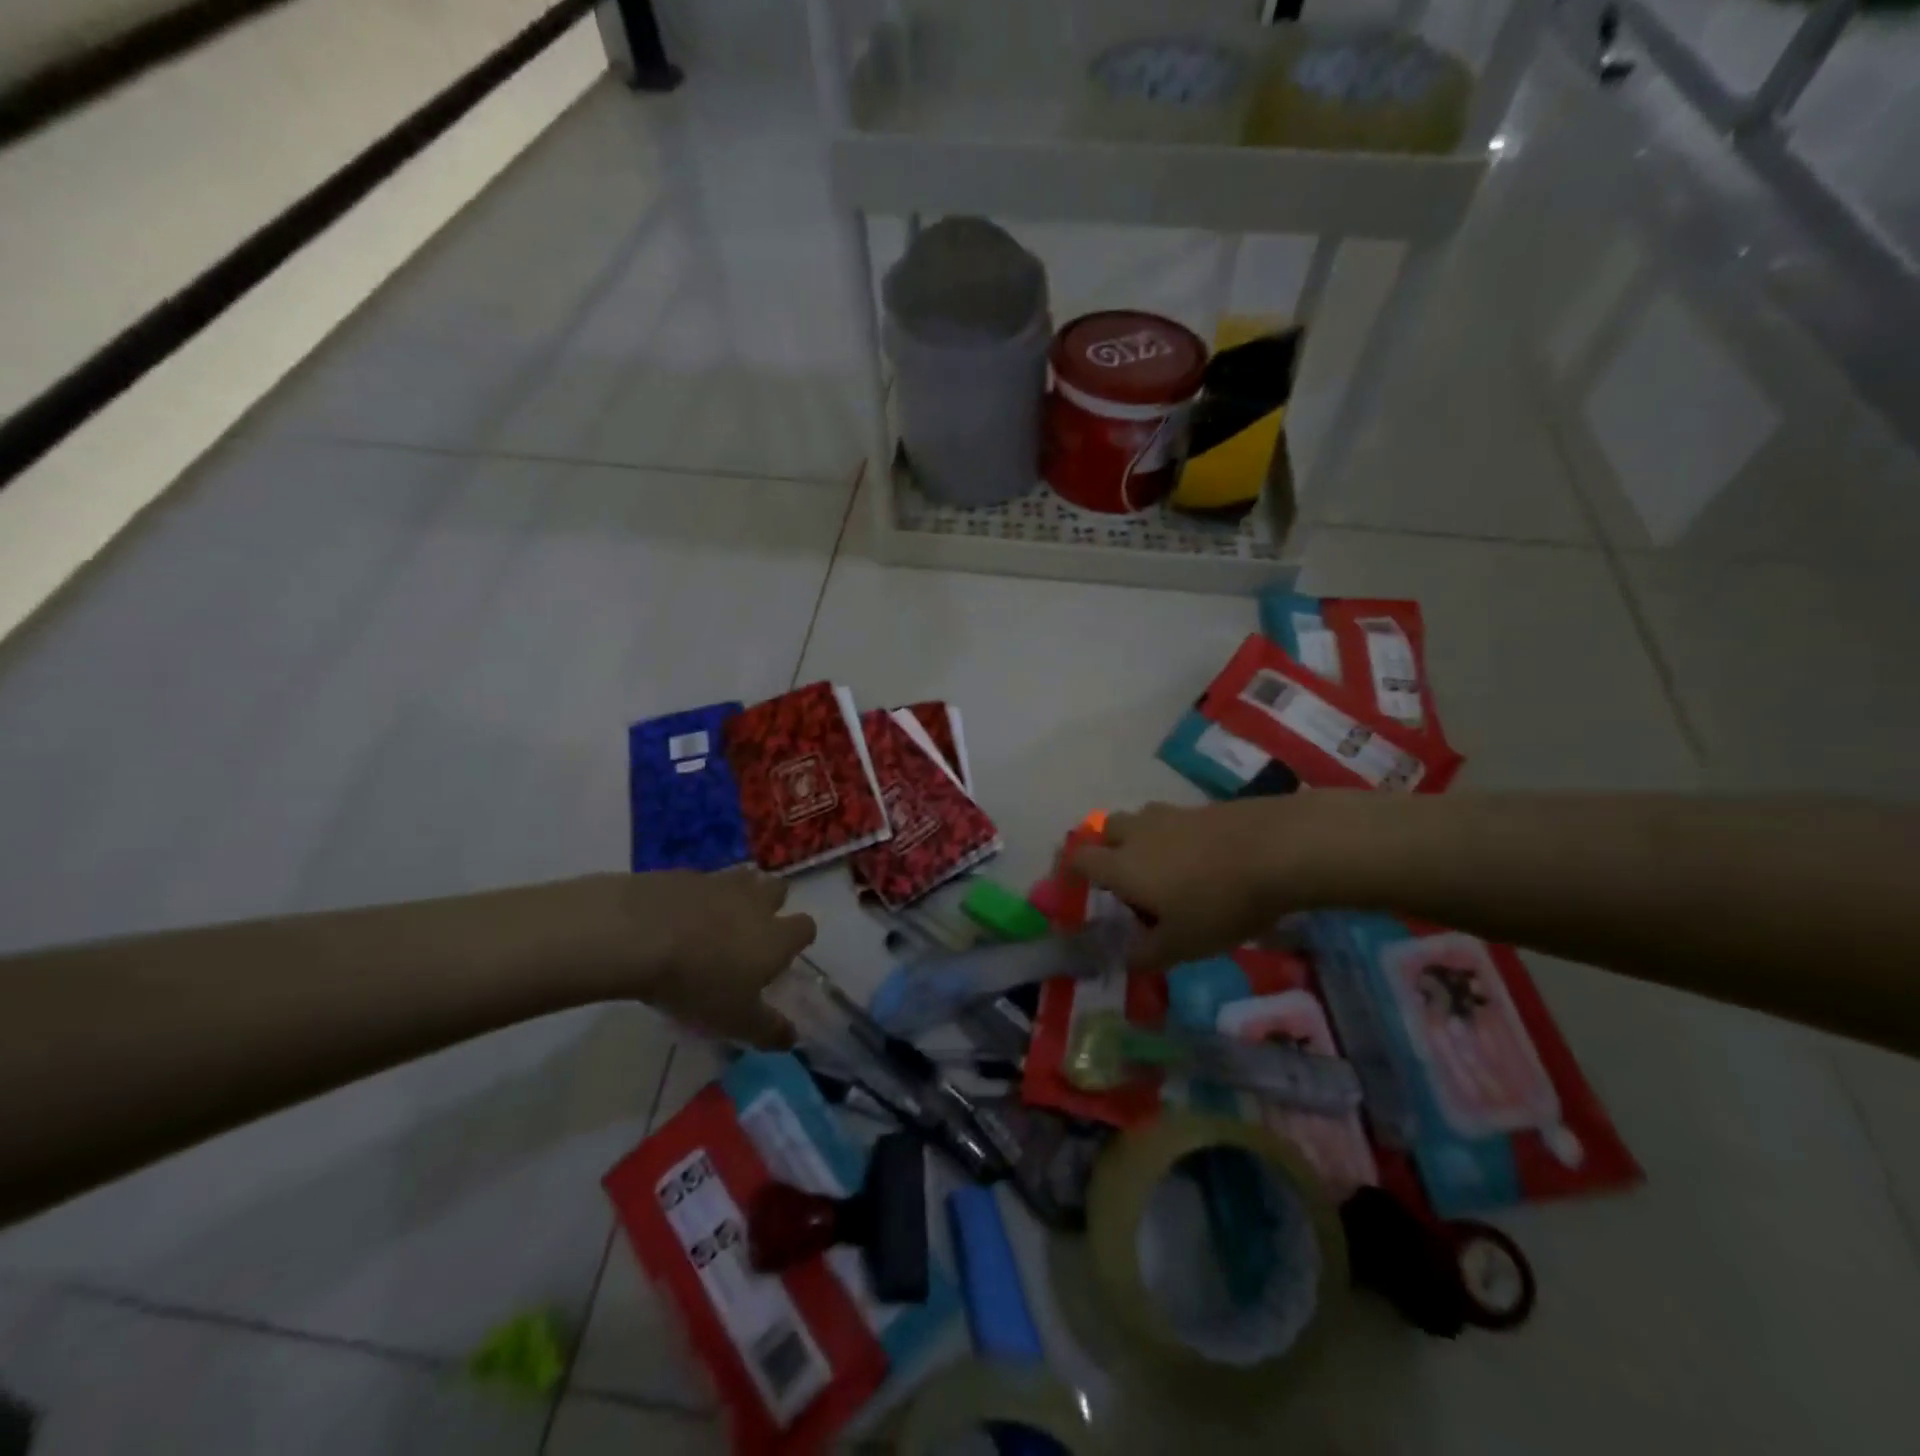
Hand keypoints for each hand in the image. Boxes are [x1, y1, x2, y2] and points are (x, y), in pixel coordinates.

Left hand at [576, 867, 816, 1047]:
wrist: (638, 935)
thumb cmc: (697, 983)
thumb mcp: (734, 1021)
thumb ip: (767, 1029)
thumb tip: (793, 1038)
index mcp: (777, 936)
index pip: (805, 928)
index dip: (798, 939)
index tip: (782, 956)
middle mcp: (756, 902)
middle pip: (779, 890)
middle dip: (772, 905)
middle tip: (751, 931)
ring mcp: (720, 882)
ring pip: (743, 878)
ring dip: (738, 894)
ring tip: (717, 919)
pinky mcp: (683, 874)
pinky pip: (701, 882)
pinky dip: (697, 896)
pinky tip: (677, 917)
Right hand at [1069, 799, 1300, 969]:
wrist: (1276, 849)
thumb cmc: (1219, 902)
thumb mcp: (1183, 944)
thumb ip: (1148, 953)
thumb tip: (1127, 959)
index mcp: (1122, 866)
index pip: (1080, 859)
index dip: (1071, 870)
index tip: (1074, 884)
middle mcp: (1138, 834)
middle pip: (1107, 829)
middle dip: (1107, 848)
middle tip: (1125, 877)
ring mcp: (1172, 815)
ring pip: (1141, 820)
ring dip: (1142, 838)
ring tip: (1165, 866)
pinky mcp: (1203, 807)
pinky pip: (1175, 820)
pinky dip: (1176, 836)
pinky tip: (1202, 858)